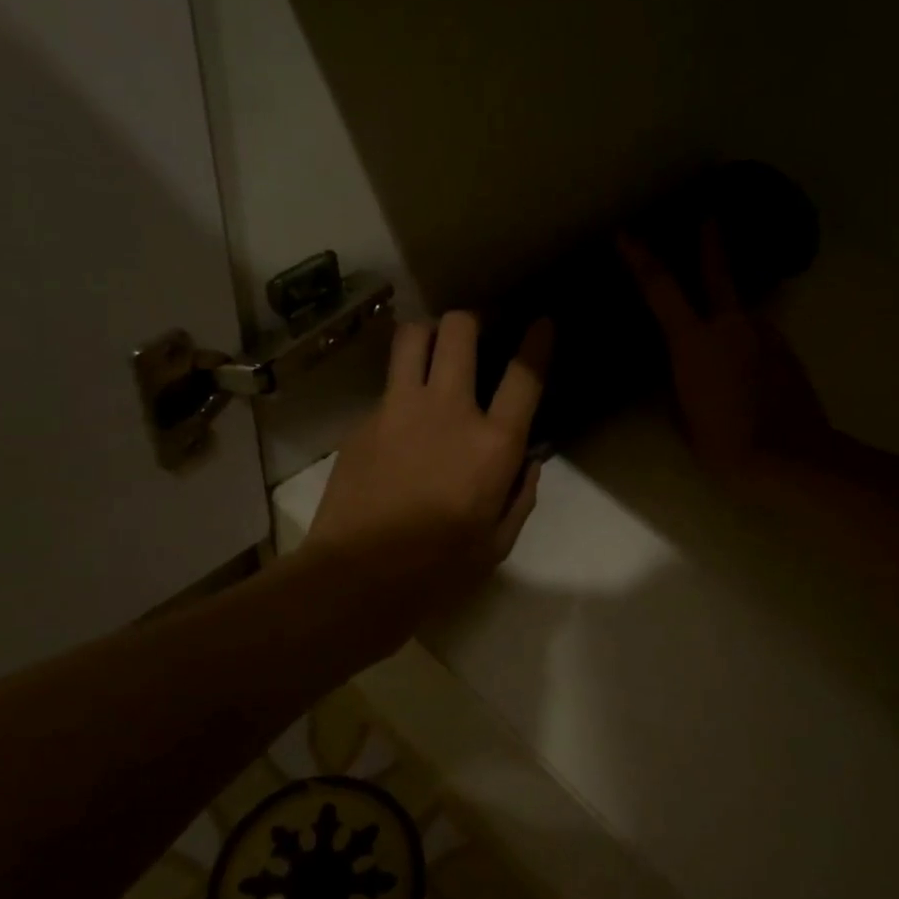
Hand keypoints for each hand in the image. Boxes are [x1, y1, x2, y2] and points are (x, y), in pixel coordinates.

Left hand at [306, 311, 551, 610]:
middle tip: (474, 334)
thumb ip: (520, 495)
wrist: (357, 577)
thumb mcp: (498, 543)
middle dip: (471, 321)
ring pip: (411, 337)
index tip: (541, 322)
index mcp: (492, 444)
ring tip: (432, 350)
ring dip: (428, 334)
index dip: (537, 341)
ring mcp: (399, 409)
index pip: (524, 375)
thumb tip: (527, 461)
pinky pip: (386, 385)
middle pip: (459, 331)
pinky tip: (400, 420)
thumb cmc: (439, 569)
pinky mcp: (364, 421)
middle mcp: (448, 410)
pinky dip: (400, 388)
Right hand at [620, 223, 830, 479]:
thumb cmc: (725, 442)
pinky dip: (747, 342)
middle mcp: (731, 326)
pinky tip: (745, 369)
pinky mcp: (786, 352)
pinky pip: (758, 336)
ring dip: (729, 313)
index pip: (661, 289)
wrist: (791, 458)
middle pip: (718, 273)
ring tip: (722, 340)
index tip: (626, 235)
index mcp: (695, 341)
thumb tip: (681, 370)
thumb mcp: (684, 416)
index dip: (640, 259)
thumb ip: (678, 383)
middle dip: (710, 244)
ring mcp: (764, 335)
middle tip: (709, 218)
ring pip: (742, 312)